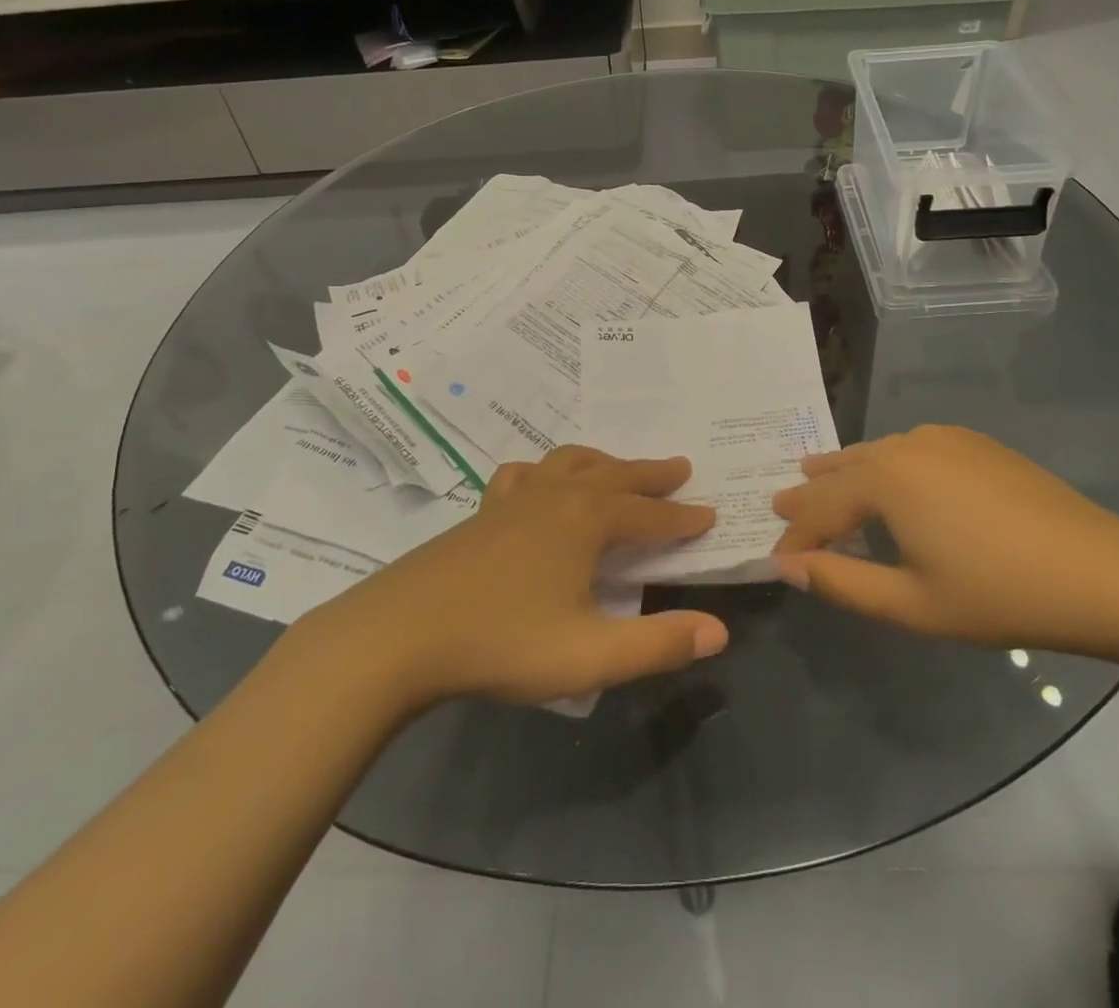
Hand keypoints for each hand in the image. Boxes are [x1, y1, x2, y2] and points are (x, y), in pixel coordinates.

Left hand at [310, 446, 727, 708]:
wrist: (400, 635)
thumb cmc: (502, 643)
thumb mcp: (589, 656)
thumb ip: (658, 645)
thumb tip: (718, 631)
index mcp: (586, 520)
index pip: (649, 515)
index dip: (683, 519)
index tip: (710, 515)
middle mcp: (555, 495)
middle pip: (615, 474)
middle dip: (651, 474)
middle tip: (680, 469)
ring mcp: (514, 499)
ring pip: (570, 463)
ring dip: (604, 463)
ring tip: (618, 469)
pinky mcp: (483, 512)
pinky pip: (523, 474)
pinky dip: (544, 470)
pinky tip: (538, 482)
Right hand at [771, 425, 1118, 655]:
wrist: (1100, 570)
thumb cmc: (999, 594)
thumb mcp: (911, 604)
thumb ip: (842, 583)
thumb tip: (788, 566)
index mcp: (885, 479)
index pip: (821, 509)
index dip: (795, 539)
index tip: (775, 560)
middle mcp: (905, 445)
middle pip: (844, 470)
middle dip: (811, 492)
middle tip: (779, 502)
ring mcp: (942, 438)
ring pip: (876, 453)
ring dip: (845, 471)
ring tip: (817, 473)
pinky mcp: (973, 442)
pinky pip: (910, 447)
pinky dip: (885, 463)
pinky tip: (887, 475)